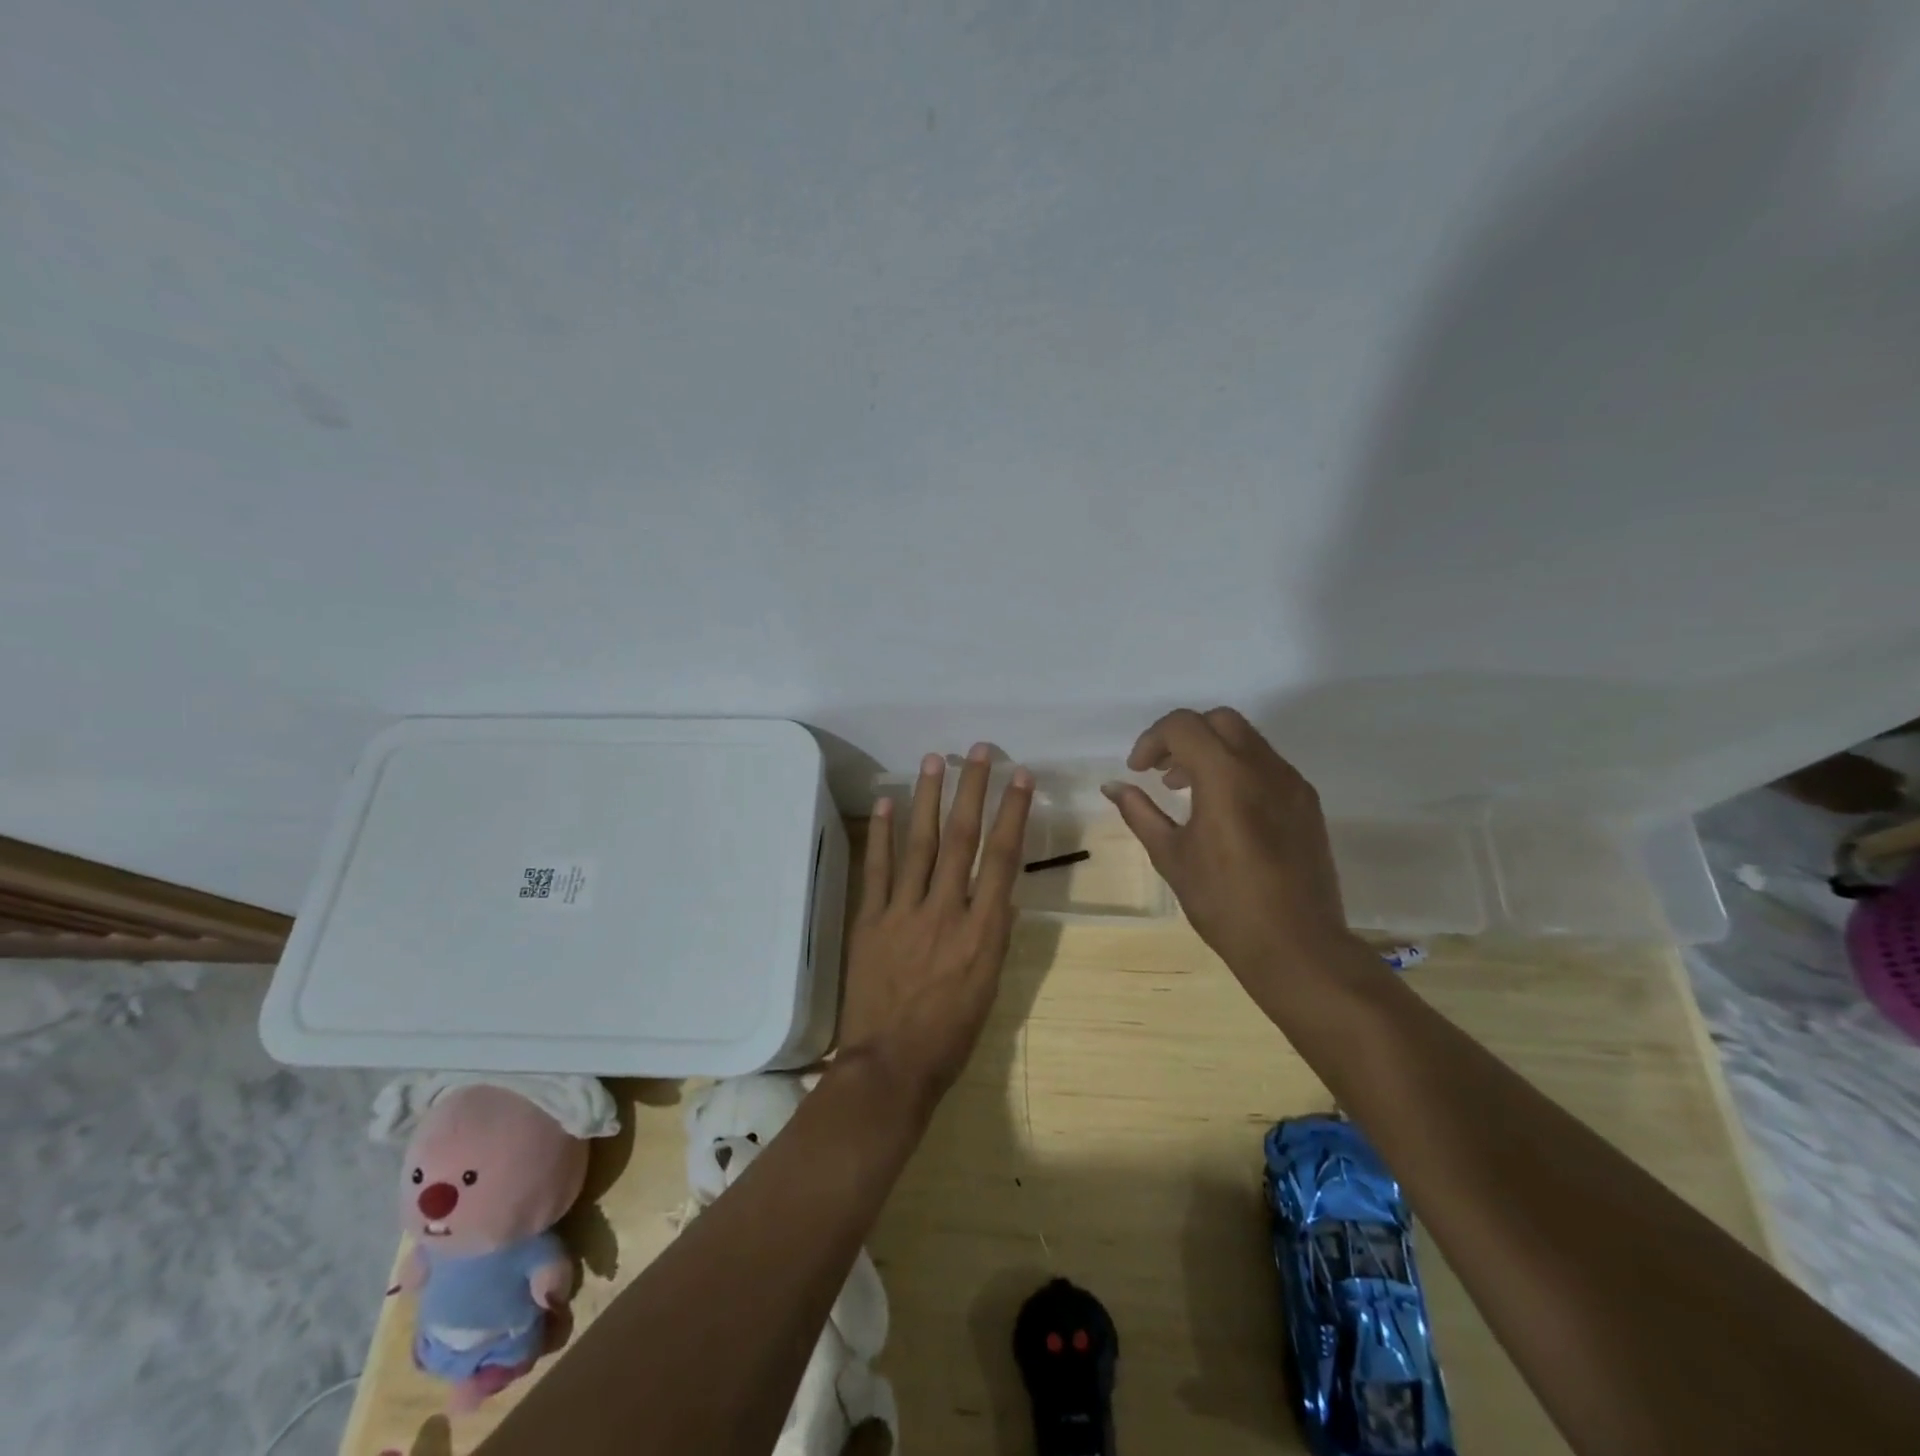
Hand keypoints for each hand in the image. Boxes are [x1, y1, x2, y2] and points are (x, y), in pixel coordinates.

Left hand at [838, 744, 1033, 1110]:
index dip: (1012, 812)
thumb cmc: (951, 1035)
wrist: (890, 1066)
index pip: (1002, 857)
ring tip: (934, 760)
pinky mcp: (870, 920)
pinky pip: (877, 869)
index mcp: (983, 931)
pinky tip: (885, 803)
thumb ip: (995, 936)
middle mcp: (946, 910)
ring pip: (920, 844)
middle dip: (972, 790)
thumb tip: (1001, 896)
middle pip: (962, 838)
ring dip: (928, 798)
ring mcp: (904, 912)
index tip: (1020, 776)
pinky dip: (881, 835)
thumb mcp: (990, 988)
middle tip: (978, 751)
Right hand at [1103, 708, 1367, 1002]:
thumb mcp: (1171, 856)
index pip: (1183, 725)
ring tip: (1190, 792)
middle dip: (1184, 736)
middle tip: (1163, 773)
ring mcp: (1292, 783)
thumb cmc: (1224, 902)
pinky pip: (1267, 765)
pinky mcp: (1308, 803)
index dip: (1152, 740)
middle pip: (1219, 720)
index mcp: (1225, 775)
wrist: (1296, 945)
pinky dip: (1238, 769)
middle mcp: (1263, 766)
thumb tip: (1113, 787)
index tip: (1138, 771)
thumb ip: (1140, 813)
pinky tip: (1226, 811)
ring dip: (1212, 751)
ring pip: (1247, 739)